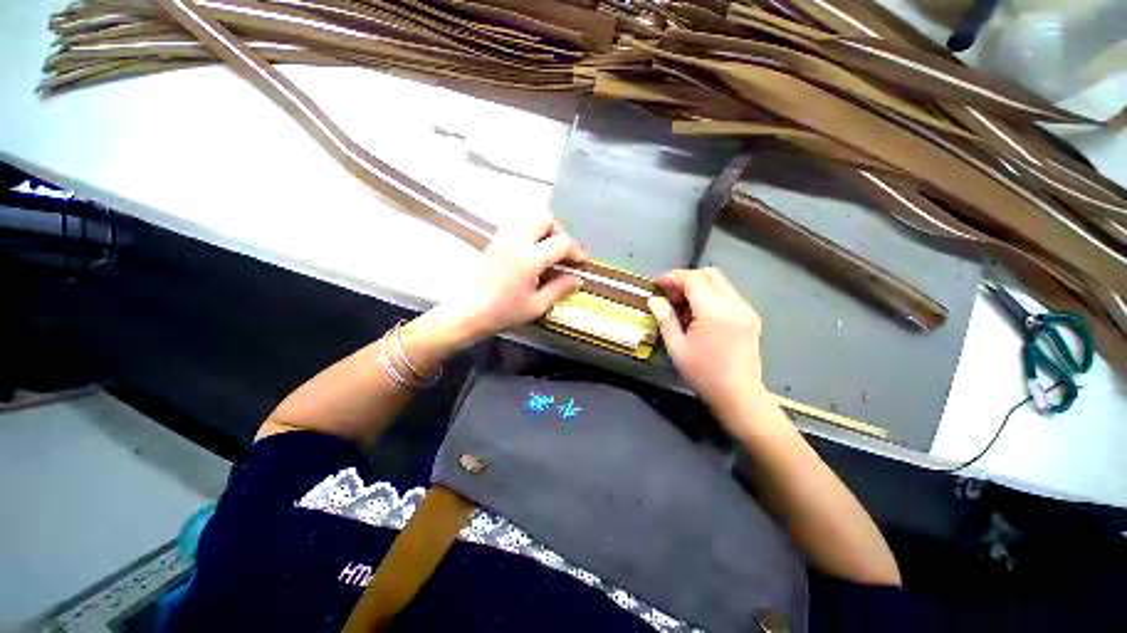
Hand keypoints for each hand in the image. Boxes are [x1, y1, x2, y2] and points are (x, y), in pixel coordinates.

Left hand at [438, 213, 587, 343]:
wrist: (469, 311)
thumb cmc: (504, 312)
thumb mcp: (537, 305)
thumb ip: (560, 288)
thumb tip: (578, 279)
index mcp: (529, 259)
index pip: (561, 242)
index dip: (576, 251)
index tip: (580, 262)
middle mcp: (516, 241)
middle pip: (545, 218)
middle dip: (559, 232)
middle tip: (562, 252)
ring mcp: (503, 237)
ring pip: (529, 217)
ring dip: (543, 229)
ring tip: (547, 250)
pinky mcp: (495, 240)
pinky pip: (517, 224)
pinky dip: (530, 231)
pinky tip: (531, 251)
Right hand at [648, 268, 768, 414]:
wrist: (739, 395)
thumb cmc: (703, 374)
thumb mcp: (677, 348)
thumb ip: (665, 319)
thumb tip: (654, 299)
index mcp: (714, 312)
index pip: (693, 279)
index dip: (673, 277)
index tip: (658, 283)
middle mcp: (735, 304)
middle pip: (710, 274)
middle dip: (687, 279)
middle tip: (671, 295)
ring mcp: (746, 310)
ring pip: (720, 282)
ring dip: (699, 287)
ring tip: (684, 307)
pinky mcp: (751, 317)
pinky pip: (728, 295)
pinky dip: (711, 296)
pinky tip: (701, 315)